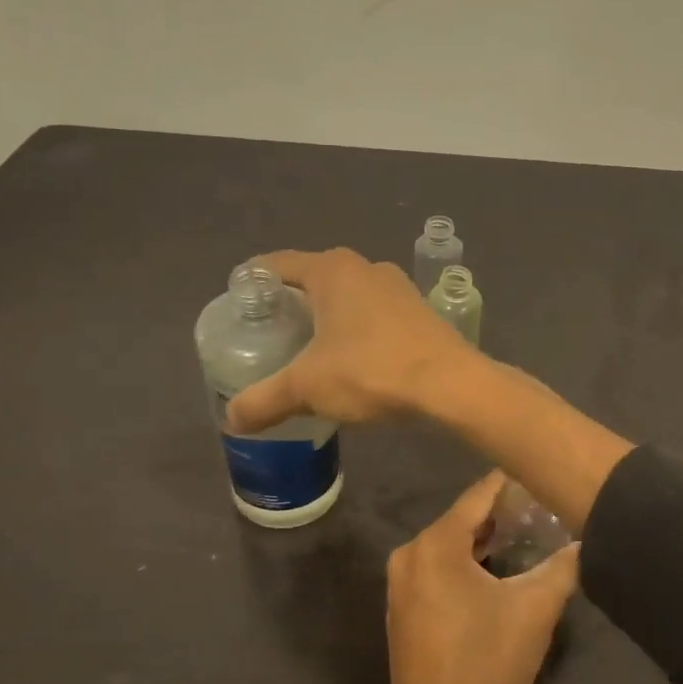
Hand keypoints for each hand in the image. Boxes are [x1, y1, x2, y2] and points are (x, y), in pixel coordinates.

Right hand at [225, 248, 479, 434]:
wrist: (451, 384)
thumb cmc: (371, 371)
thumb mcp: (308, 387)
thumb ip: (265, 400)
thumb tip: (231, 419)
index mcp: (332, 270)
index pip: (278, 264)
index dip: (254, 279)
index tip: (239, 300)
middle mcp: (366, 268)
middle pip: (315, 277)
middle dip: (292, 301)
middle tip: (270, 331)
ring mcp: (398, 288)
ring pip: (350, 296)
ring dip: (329, 315)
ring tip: (309, 347)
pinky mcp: (420, 311)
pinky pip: (376, 313)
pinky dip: (358, 329)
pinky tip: (353, 357)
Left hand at [384, 470, 579, 683]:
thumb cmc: (486, 667)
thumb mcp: (535, 612)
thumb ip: (562, 567)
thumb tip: (586, 538)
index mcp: (435, 545)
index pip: (480, 495)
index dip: (515, 483)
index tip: (546, 474)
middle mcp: (409, 553)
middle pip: (463, 518)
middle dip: (503, 514)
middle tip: (546, 510)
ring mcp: (401, 582)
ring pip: (450, 544)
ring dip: (486, 541)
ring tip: (530, 537)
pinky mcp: (402, 606)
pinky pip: (438, 568)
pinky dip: (466, 563)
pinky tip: (498, 571)